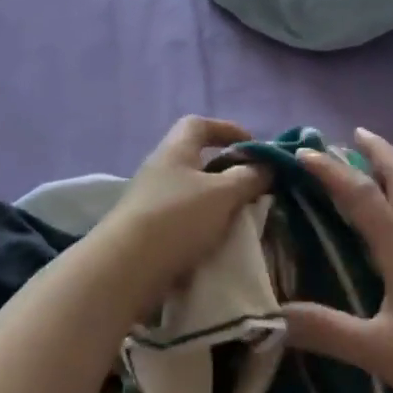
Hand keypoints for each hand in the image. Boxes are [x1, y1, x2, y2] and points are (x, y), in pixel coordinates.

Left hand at [97, 117, 270, 310]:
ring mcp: (150, 201)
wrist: (126, 268)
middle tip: (252, 186)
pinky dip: (203, 224)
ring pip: (191, 192)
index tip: (253, 146)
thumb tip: (267, 166)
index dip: (227, 129)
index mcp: (175, 150)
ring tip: (241, 217)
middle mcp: (160, 169)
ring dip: (216, 201)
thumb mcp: (222, 194)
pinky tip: (218, 240)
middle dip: (226, 170)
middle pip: (196, 159)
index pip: (199, 124)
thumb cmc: (177, 218)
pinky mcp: (146, 231)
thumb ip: (248, 177)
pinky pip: (182, 218)